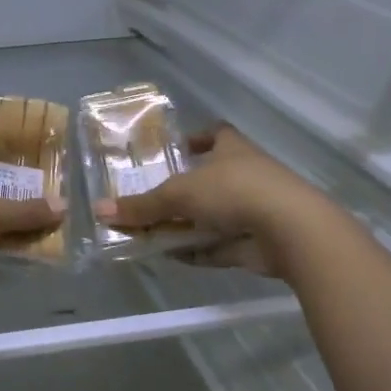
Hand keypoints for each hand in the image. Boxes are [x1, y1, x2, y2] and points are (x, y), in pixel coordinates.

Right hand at [97, 126, 332, 274]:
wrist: (291, 231)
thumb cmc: (234, 192)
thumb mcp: (179, 194)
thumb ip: (142, 206)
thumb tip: (100, 210)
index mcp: (232, 149)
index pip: (216, 134)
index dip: (196, 138)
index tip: (175, 148)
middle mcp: (245, 174)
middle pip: (210, 178)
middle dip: (182, 189)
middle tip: (149, 198)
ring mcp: (254, 209)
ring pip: (213, 215)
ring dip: (186, 224)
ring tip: (151, 231)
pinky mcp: (256, 241)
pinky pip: (219, 244)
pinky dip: (197, 250)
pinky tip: (171, 256)